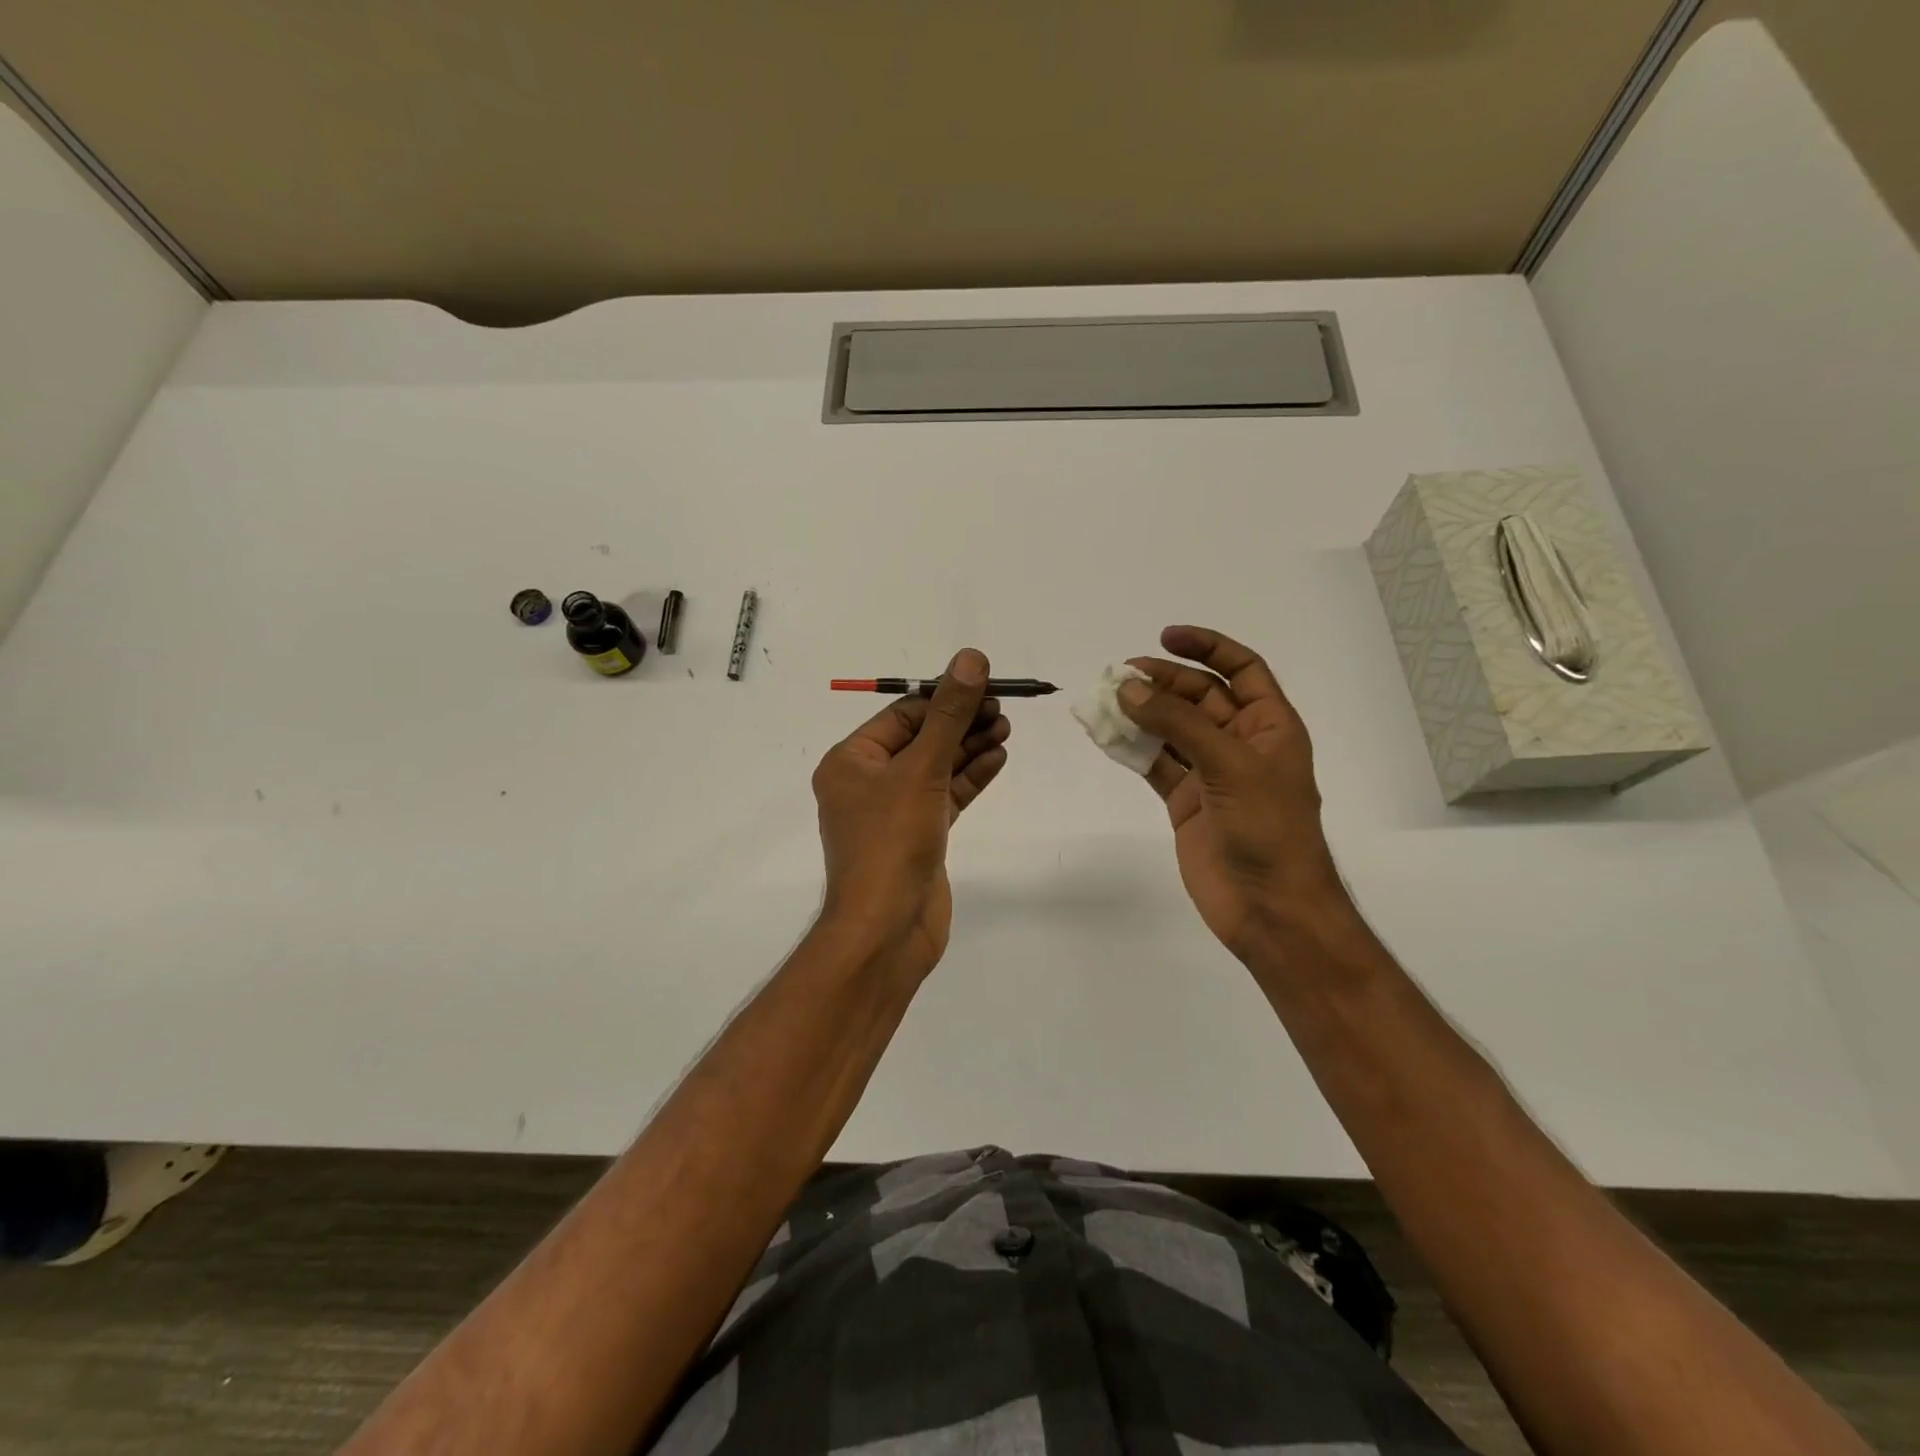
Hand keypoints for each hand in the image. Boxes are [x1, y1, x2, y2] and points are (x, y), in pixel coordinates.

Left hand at [811, 648, 1009, 979]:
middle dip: (961, 722)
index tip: (985, 684)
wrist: (887, 929)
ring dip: (969, 747)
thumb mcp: (921, 769)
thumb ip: (949, 715)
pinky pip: (945, 796)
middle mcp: (867, 783)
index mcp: (851, 761)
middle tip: (1002, 707)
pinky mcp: (919, 836)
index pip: (902, 715)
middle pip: (921, 739)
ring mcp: (894, 812)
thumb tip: (971, 658)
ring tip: (1006, 727)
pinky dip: (970, 778)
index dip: (944, 697)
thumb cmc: (891, 841)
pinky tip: (998, 758)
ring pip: (936, 768)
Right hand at [1119, 626, 1348, 957]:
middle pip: (1198, 697)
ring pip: (1170, 730)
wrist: (1269, 908)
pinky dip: (1131, 749)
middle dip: (1162, 682)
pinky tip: (1106, 736)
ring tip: (1104, 701)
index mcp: (1269, 726)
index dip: (1207, 647)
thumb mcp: (1230, 766)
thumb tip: (1128, 689)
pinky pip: (1154, 764)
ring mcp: (1210, 773)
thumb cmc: (1268, 830)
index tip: (1165, 636)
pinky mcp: (1185, 801)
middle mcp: (1240, 743)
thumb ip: (1179, 724)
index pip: (1241, 669)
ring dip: (1140, 714)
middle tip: (1120, 677)